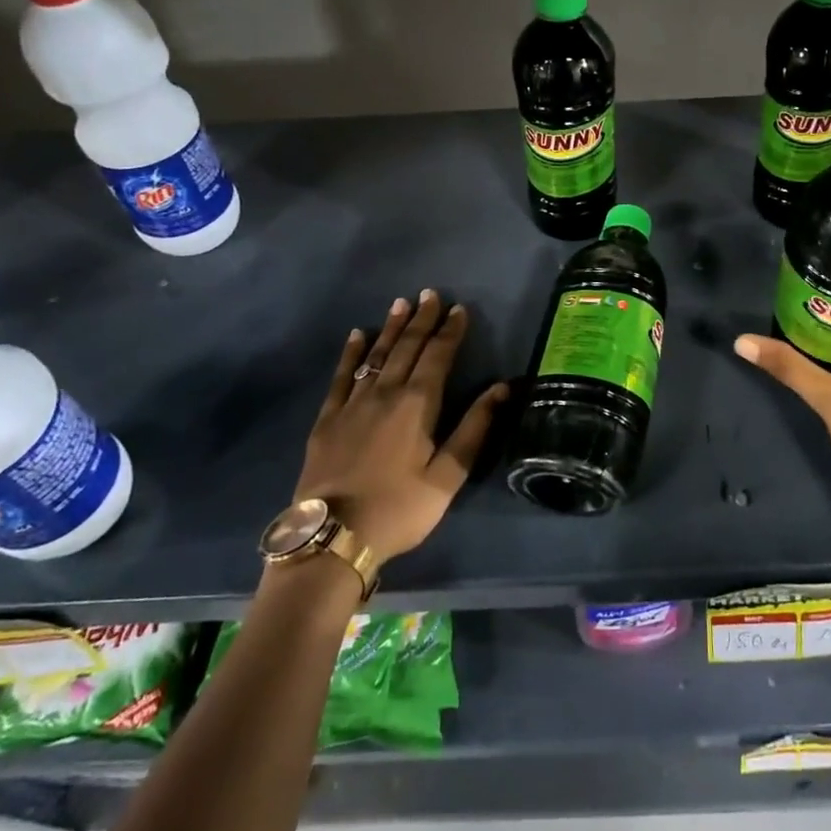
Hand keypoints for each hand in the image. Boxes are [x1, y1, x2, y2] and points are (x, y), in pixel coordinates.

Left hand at [294, 289, 508, 560]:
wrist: (333, 537)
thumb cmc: (400, 508)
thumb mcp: (448, 476)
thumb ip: (475, 428)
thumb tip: (502, 387)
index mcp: (418, 404)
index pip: (438, 356)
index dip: (450, 331)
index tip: (459, 308)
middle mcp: (385, 393)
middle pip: (407, 348)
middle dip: (422, 320)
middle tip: (430, 294)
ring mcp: (352, 403)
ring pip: (376, 355)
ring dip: (391, 328)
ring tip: (401, 303)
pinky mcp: (327, 418)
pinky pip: (341, 376)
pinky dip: (351, 354)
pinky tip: (357, 336)